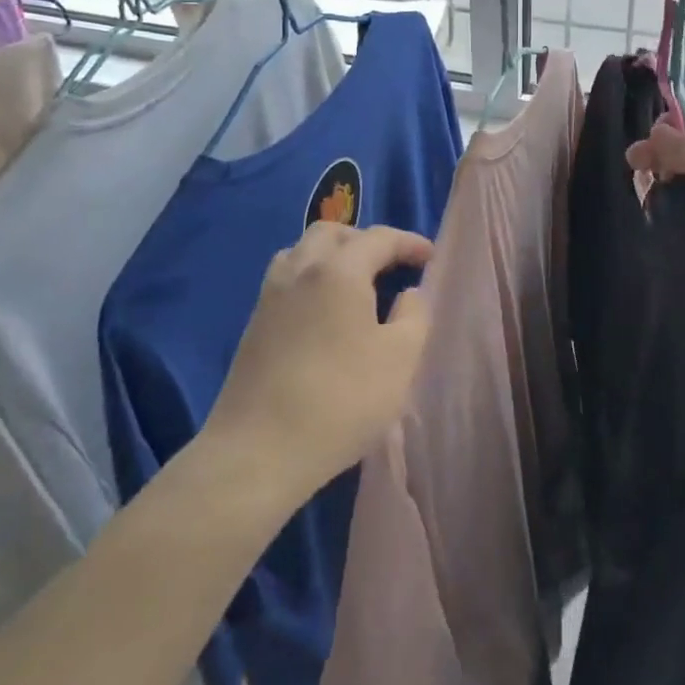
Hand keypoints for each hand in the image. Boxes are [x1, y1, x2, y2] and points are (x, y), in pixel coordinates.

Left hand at [203, 221, 434, 501]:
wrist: (258, 451)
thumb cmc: (341, 400)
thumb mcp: (400, 359)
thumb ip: (414, 315)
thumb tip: (408, 293)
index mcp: (338, 271)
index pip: (378, 238)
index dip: (409, 243)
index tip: (431, 258)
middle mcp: (299, 270)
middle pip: (331, 233)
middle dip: (364, 240)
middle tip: (390, 265)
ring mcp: (270, 297)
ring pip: (301, 252)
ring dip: (331, 256)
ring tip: (355, 284)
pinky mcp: (253, 325)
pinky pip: (286, 280)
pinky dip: (310, 279)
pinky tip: (324, 313)